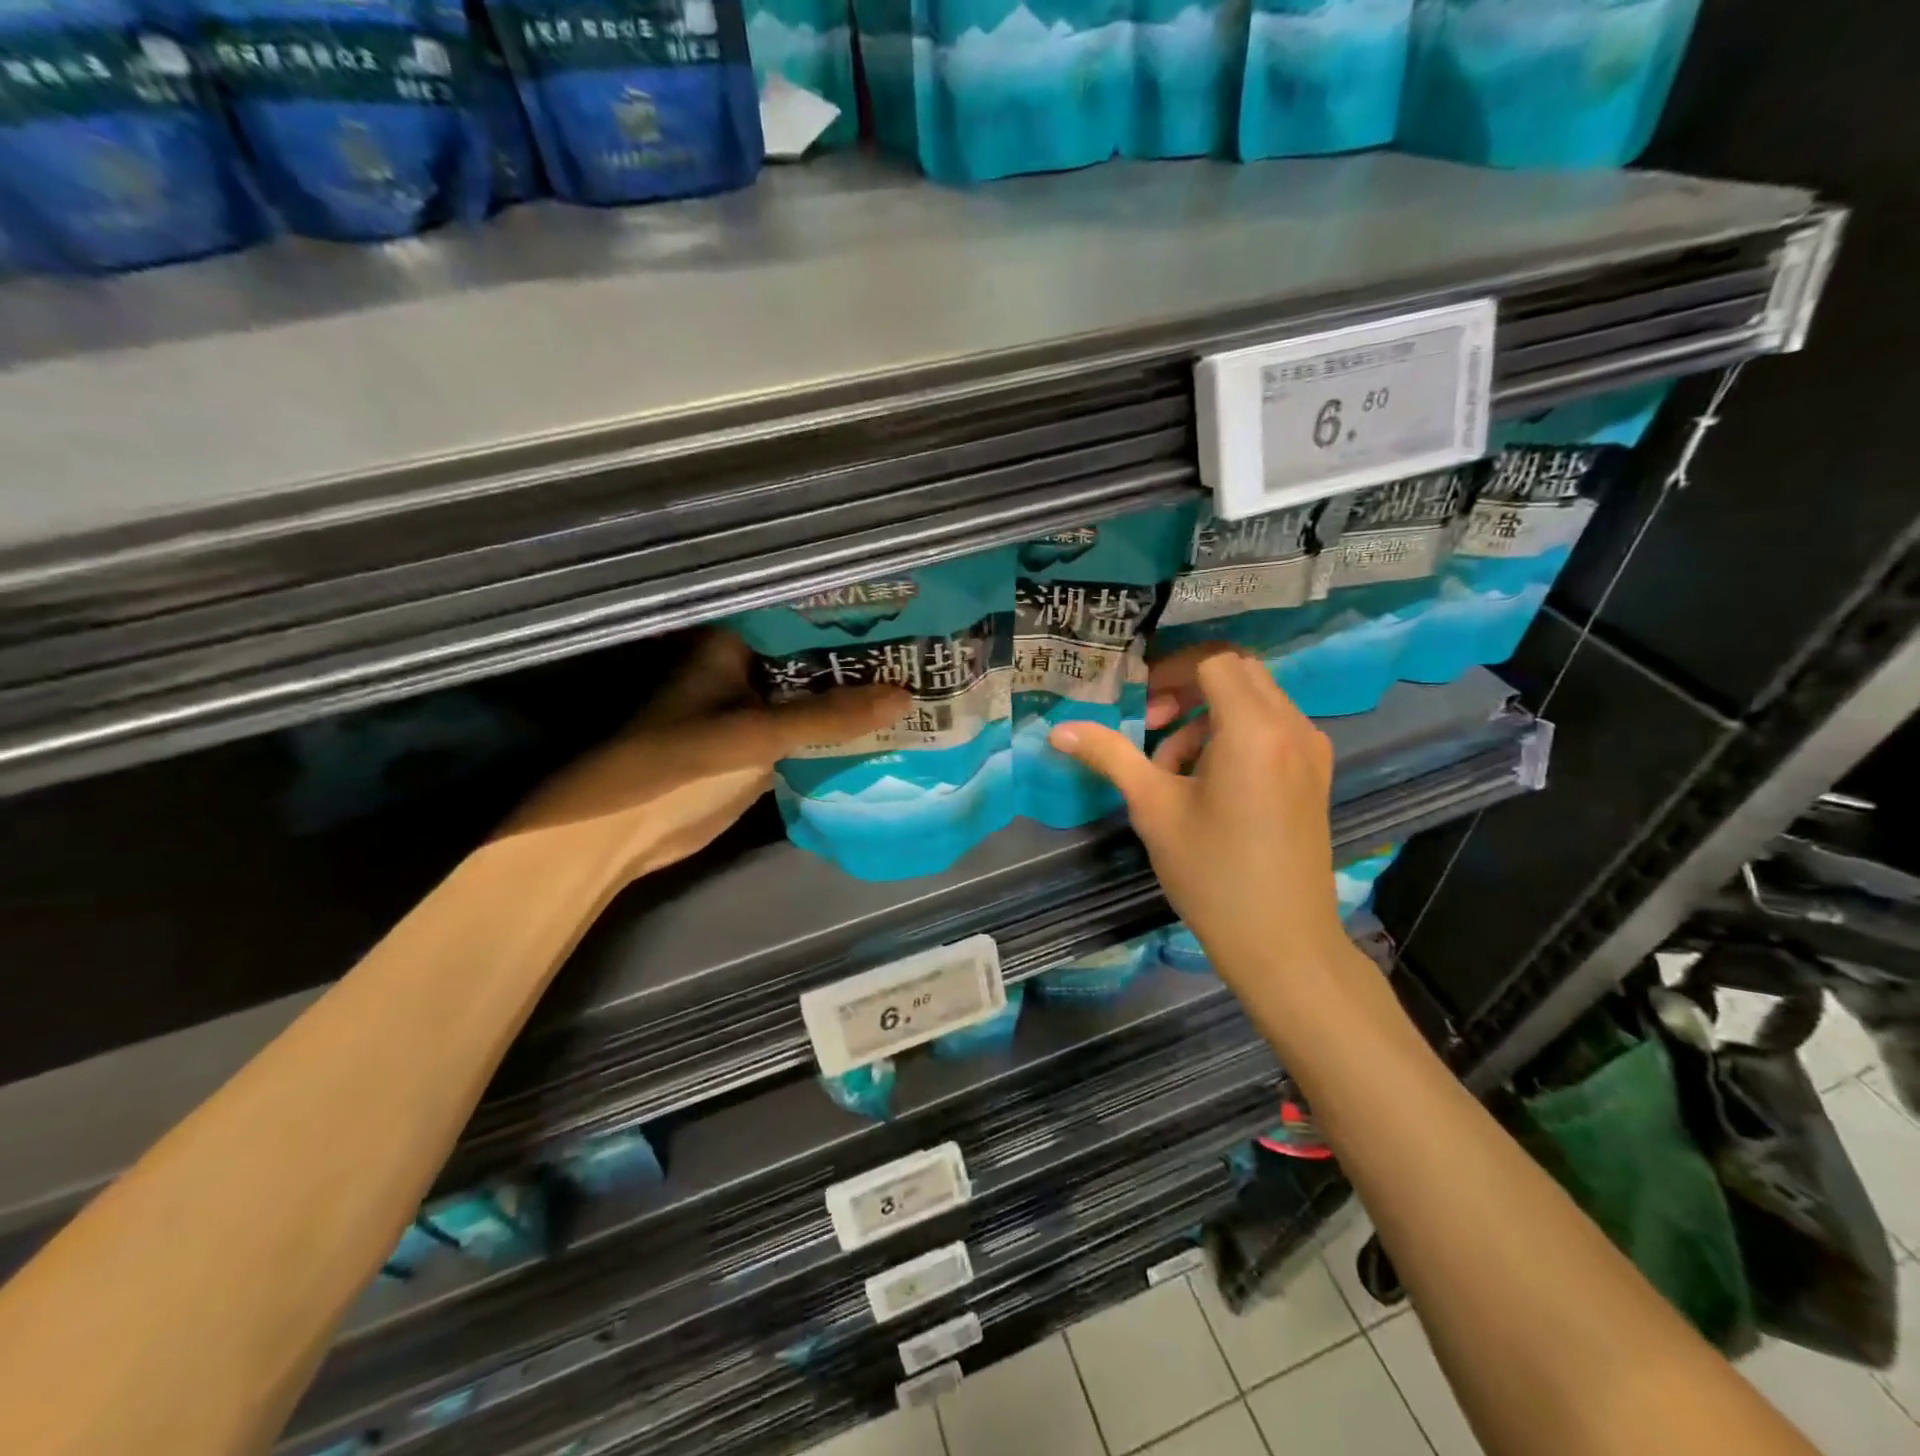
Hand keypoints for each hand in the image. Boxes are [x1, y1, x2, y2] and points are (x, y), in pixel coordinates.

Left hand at [502, 632, 908, 883]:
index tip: (900, 608)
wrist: (626, 832)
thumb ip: (830, 716)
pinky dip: (839, 733)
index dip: (847, 613)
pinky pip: (809, 732)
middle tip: (922, 650)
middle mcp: (746, 670)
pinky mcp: (760, 749)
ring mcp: (754, 711)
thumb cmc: (680, 762)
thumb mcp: (758, 733)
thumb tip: (906, 698)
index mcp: (733, 645)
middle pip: (813, 658)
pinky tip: (885, 727)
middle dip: (860, 659)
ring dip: (853, 698)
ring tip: (917, 683)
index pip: (799, 614)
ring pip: (813, 697)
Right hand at [1048, 644, 1347, 981]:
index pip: (1213, 661)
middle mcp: (1292, 727)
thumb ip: (1110, 757)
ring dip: (1208, 718)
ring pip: (1255, 701)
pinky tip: (1207, 784)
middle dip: (1188, 689)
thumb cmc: (1212, 873)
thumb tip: (1058, 730)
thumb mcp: (1153, 809)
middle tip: (1150, 725)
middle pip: (1238, 673)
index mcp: (1254, 729)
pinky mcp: (1314, 774)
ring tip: (1170, 770)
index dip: (1171, 670)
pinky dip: (1234, 736)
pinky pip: (1271, 729)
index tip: (1139, 702)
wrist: (1283, 942)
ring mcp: (1311, 751)